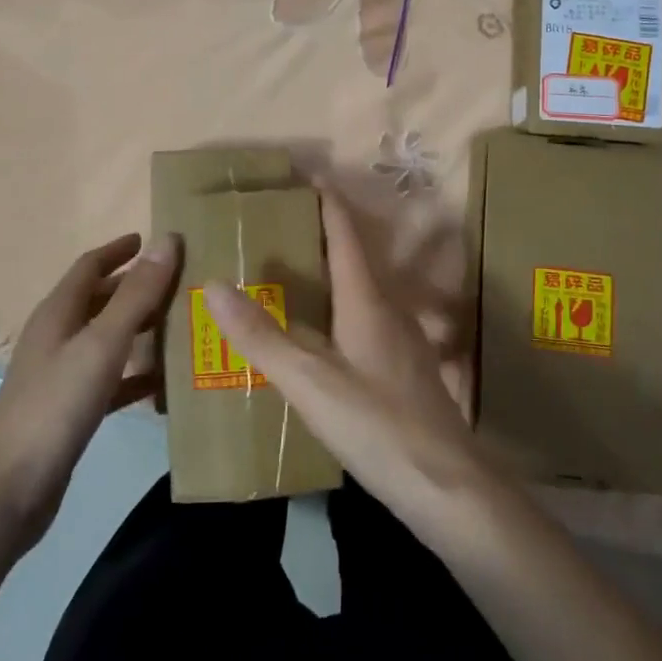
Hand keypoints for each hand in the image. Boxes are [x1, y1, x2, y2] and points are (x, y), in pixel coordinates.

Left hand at [0, 233, 178, 552]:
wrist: (9, 489)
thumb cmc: (56, 405)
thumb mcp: (102, 343)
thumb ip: (136, 295)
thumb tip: (167, 240)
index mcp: (58, 313)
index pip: (90, 266)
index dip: (120, 250)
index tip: (153, 239)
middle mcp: (57, 337)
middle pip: (99, 300)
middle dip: (135, 287)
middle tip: (179, 282)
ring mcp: (60, 375)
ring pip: (106, 339)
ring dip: (138, 328)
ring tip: (179, 324)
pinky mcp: (69, 410)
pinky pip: (109, 379)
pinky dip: (135, 374)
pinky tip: (163, 383)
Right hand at [203, 184, 490, 536]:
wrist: (447, 487)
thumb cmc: (377, 426)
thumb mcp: (310, 382)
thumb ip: (261, 335)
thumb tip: (215, 283)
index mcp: (367, 299)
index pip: (343, 231)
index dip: (323, 199)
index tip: (300, 173)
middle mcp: (389, 308)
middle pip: (353, 255)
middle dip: (318, 233)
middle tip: (276, 224)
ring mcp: (402, 339)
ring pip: (360, 289)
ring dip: (329, 272)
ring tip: (289, 273)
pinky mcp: (404, 368)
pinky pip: (365, 318)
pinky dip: (338, 307)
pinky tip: (320, 334)